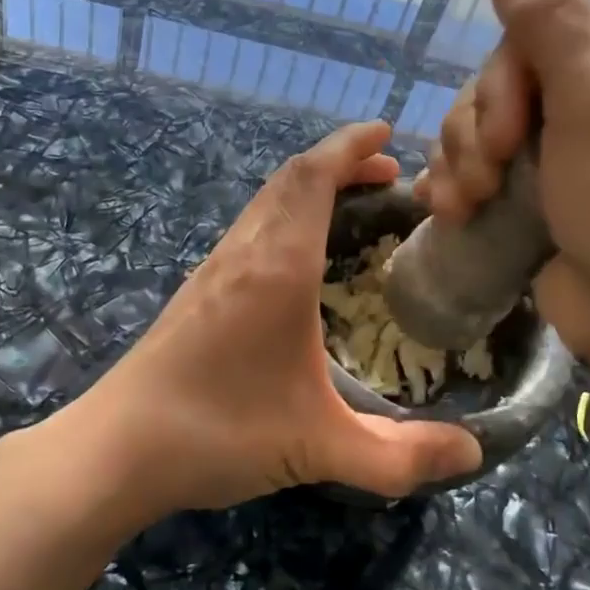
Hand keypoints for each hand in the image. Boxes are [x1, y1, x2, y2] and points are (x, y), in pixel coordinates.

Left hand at [67, 122, 482, 519]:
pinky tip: (301, 258)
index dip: (350, 146)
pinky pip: (250, 227)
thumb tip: (473, 453)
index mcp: (277, 267)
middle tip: (388, 173)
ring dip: (310, 187)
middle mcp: (243, 253)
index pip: (312, 176)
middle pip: (289, 178)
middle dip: (340, 163)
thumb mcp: (320, 447)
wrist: (116, 448)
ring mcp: (213, 269)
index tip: (387, 134)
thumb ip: (400, 455)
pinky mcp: (196, 291)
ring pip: (266, 202)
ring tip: (353, 204)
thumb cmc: (219, 432)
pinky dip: (286, 215)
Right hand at [416, 0, 589, 372]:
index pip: (546, 30)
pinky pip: (486, 163)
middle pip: (509, 78)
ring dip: (464, 160)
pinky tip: (448, 208)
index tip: (503, 135)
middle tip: (485, 176)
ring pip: (486, 122)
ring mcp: (577, 143)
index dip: (506, 79)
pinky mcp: (546, 186)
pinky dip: (461, 182)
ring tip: (465, 203)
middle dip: (481, 129)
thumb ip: (550, 21)